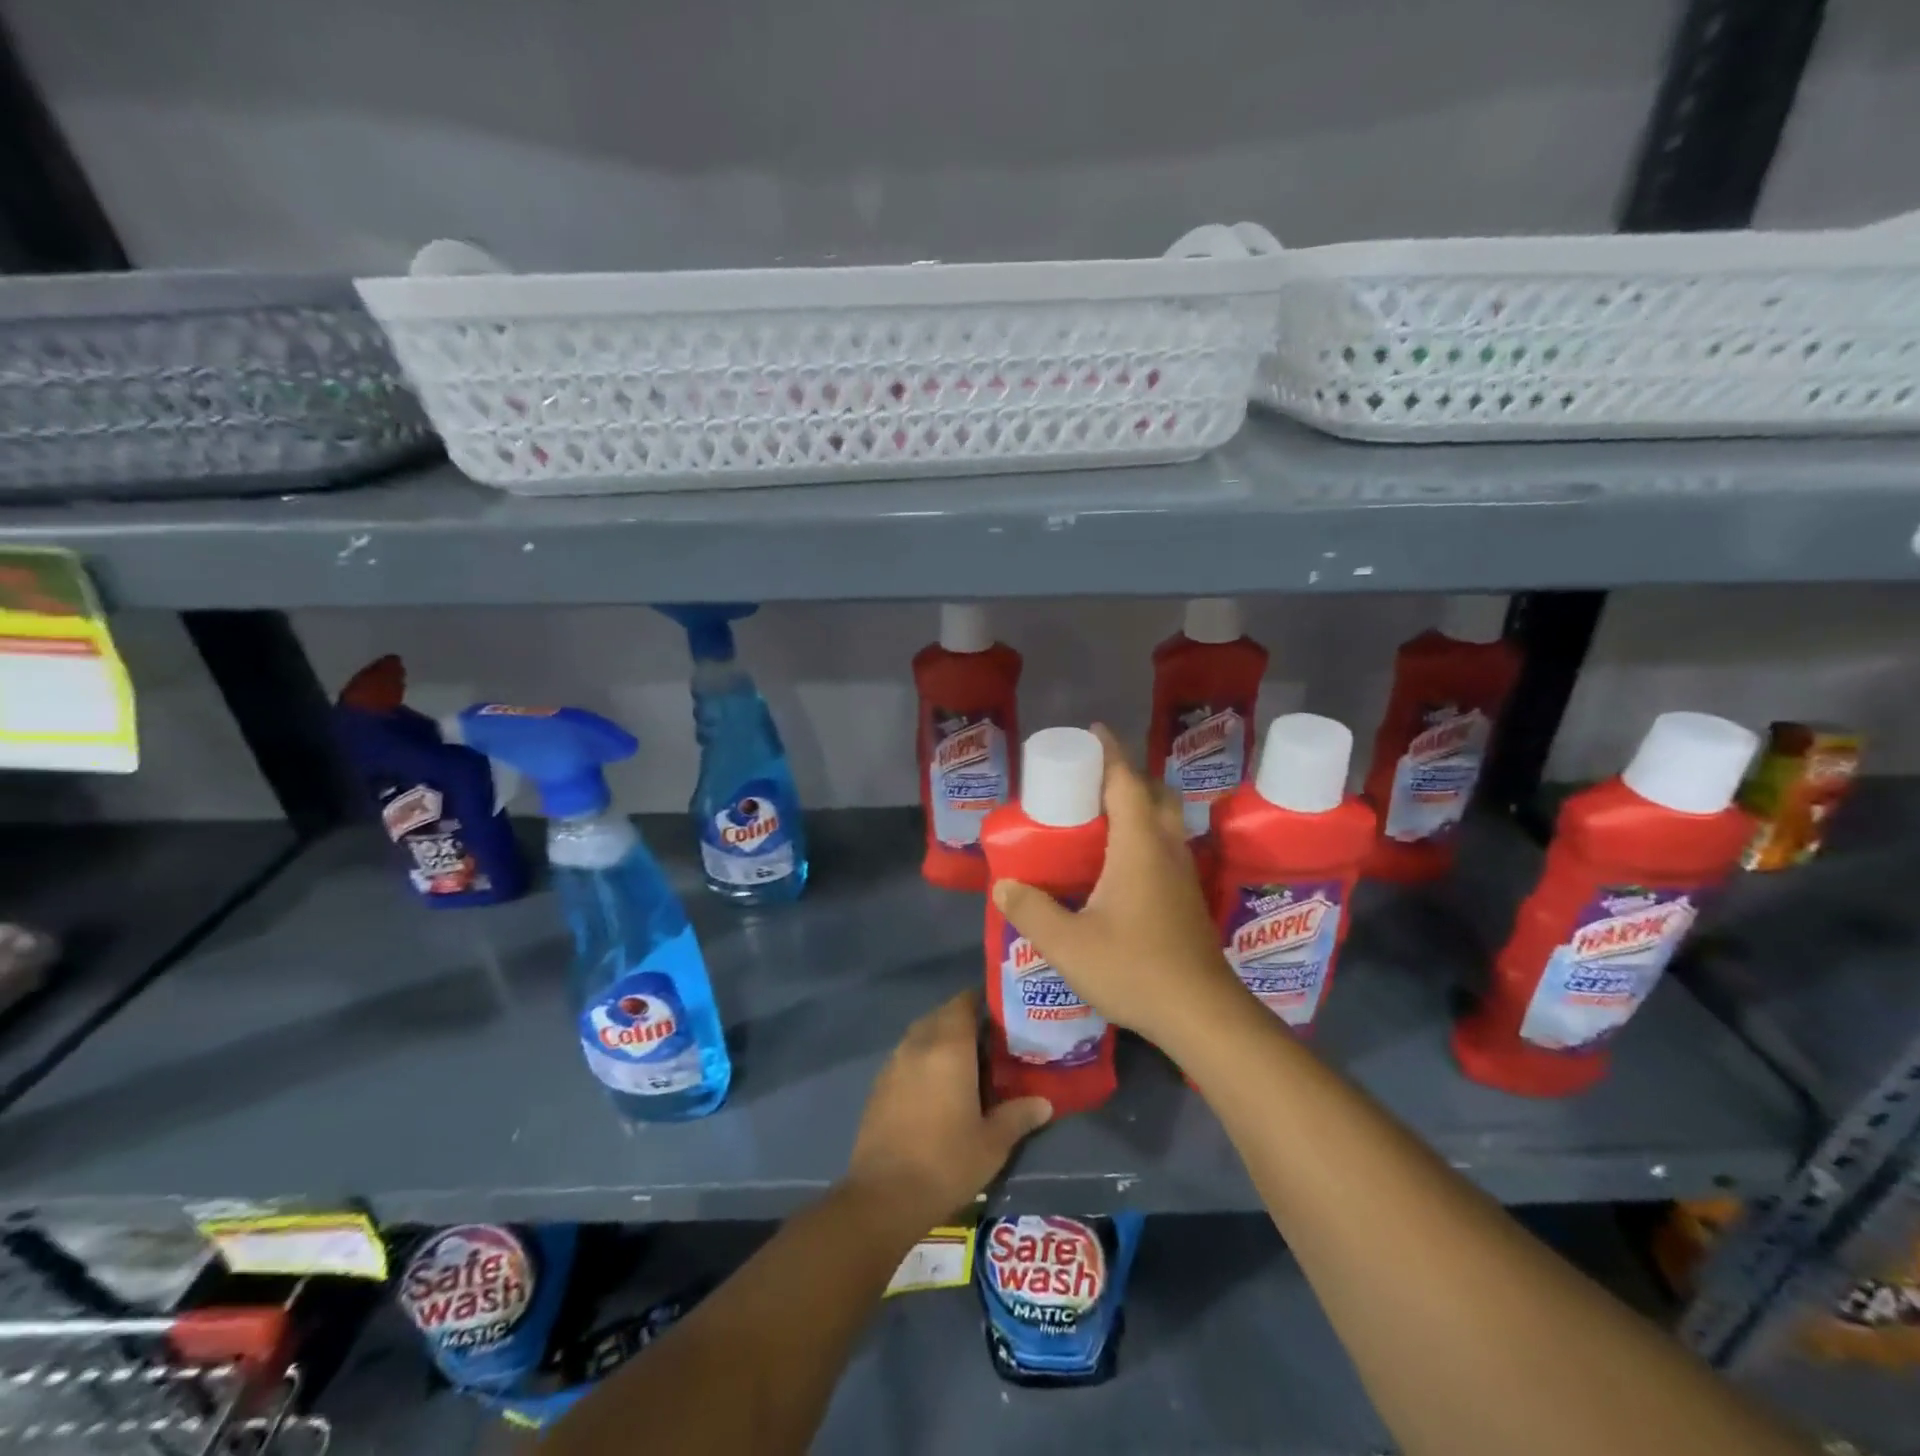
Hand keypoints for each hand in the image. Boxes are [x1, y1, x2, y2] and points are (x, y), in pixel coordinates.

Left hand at [844, 990, 1050, 1228]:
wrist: (884, 1195)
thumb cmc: (946, 1162)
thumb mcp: (993, 1143)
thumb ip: (1018, 1116)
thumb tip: (1044, 1102)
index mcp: (949, 1048)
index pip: (963, 1004)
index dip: (979, 1000)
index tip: (998, 1010)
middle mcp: (918, 1045)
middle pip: (940, 1015)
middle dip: (961, 1018)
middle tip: (987, 1038)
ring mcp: (894, 1063)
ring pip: (920, 1034)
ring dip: (939, 1037)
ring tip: (962, 1060)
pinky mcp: (878, 1085)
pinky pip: (904, 1056)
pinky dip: (921, 1058)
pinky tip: (934, 1086)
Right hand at [991, 725, 1247, 1045]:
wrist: (1201, 1013)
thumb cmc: (1134, 967)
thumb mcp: (1068, 944)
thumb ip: (1031, 911)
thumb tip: (1003, 887)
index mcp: (1139, 846)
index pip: (1126, 782)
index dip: (1110, 752)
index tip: (1094, 730)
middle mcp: (1166, 850)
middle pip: (1154, 794)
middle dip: (1127, 776)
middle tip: (1092, 780)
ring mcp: (1183, 874)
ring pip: (1167, 821)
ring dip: (1141, 805)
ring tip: (1104, 816)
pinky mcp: (1188, 898)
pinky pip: (1168, 847)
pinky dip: (1147, 836)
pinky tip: (1123, 865)